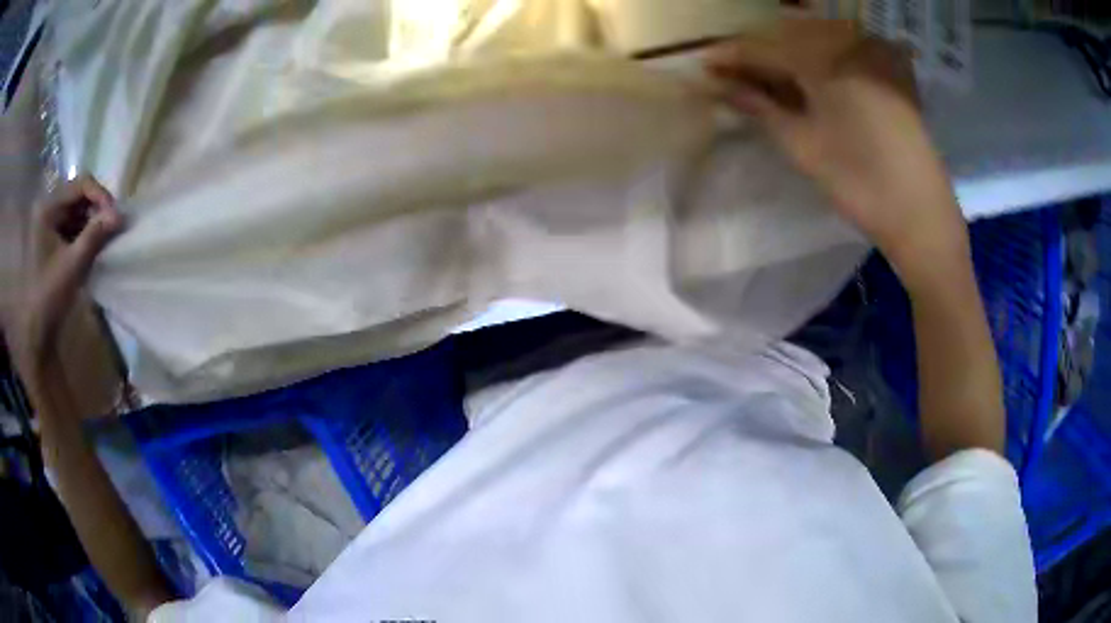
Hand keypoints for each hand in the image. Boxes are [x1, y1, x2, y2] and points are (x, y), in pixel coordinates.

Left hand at [13, 175, 122, 373]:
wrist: (36, 332)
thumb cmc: (49, 296)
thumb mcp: (73, 265)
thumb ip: (95, 236)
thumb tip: (122, 215)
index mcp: (48, 207)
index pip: (81, 185)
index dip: (101, 196)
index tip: (115, 216)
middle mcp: (48, 207)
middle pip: (79, 195)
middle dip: (97, 208)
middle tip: (113, 226)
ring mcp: (48, 223)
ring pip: (77, 209)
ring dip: (92, 220)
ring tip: (105, 237)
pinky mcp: (51, 238)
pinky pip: (72, 224)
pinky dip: (84, 231)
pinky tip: (93, 245)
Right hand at [705, 19, 968, 277]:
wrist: (922, 216)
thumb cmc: (861, 184)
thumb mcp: (803, 146)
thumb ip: (760, 107)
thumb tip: (721, 86)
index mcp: (826, 59)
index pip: (766, 47)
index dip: (733, 55)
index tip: (705, 64)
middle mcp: (851, 44)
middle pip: (791, 38)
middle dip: (760, 54)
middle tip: (733, 74)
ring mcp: (875, 56)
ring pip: (817, 43)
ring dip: (788, 57)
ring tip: (765, 80)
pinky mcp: (891, 72)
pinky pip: (844, 55)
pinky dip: (819, 64)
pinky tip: (806, 80)